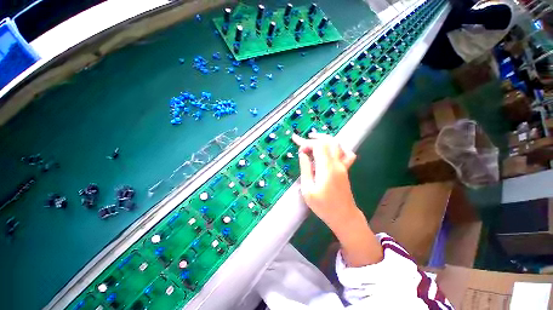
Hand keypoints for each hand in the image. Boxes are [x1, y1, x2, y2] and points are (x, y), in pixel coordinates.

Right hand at [291, 133, 357, 230]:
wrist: (344, 216)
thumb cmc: (323, 206)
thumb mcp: (308, 190)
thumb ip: (305, 169)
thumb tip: (302, 154)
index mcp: (327, 168)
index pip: (319, 146)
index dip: (307, 143)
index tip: (299, 149)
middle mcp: (337, 163)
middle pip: (329, 141)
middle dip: (316, 137)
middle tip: (305, 138)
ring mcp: (343, 166)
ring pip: (338, 145)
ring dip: (326, 139)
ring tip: (315, 140)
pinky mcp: (345, 169)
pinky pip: (346, 153)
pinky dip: (338, 148)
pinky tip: (331, 151)